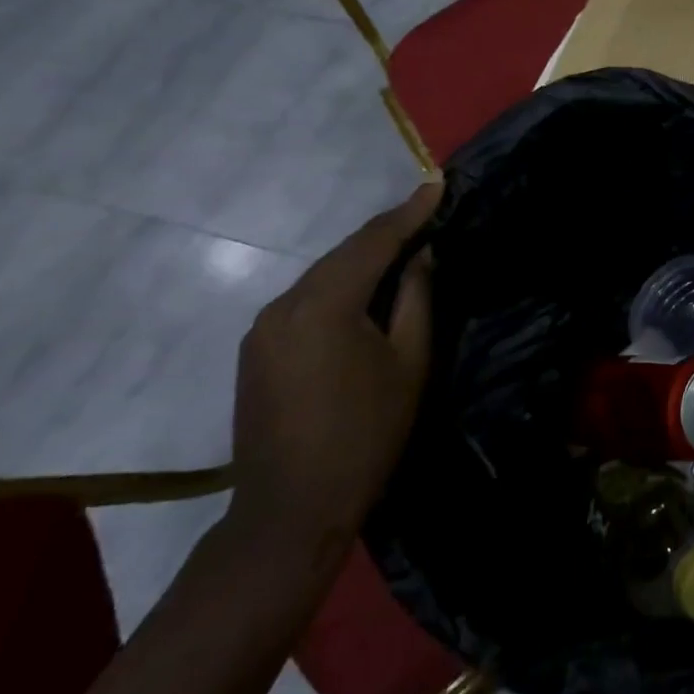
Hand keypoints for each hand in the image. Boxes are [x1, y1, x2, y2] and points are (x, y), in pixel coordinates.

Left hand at [226, 182, 440, 569]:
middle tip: (426, 211)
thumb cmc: (365, 434)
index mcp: (324, 305)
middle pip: (344, 254)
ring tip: (403, 246)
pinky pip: (306, 298)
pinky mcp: (257, 348)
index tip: (437, 183)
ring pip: (323, 274)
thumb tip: (422, 256)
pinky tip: (363, 289)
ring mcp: (263, 328)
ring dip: (362, 258)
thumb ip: (416, 299)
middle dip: (386, 231)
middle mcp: (284, 305)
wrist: (290, 510)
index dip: (409, 211)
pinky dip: (339, 284)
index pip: (373, 242)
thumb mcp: (409, 363)